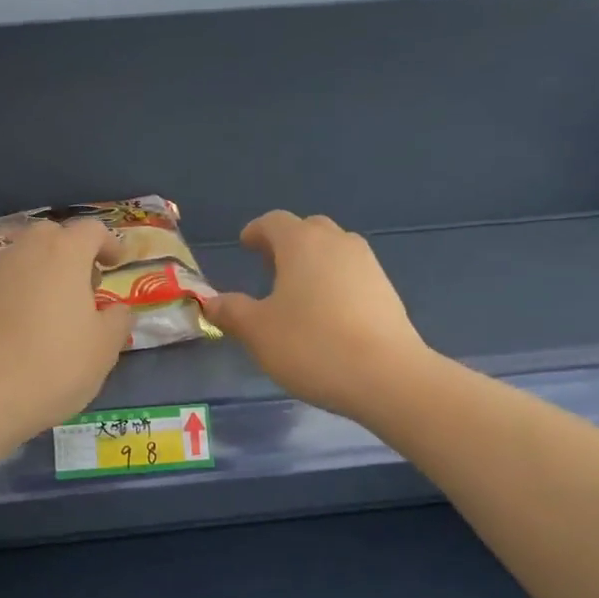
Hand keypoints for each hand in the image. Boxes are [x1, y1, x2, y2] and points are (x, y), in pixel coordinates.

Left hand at [0, 218, 131, 448]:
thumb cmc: (55, 366)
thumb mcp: (104, 348)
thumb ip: (118, 320)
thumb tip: (116, 309)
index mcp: (64, 254)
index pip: (91, 230)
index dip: (109, 243)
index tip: (117, 264)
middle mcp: (26, 252)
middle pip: (53, 235)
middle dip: (73, 251)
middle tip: (87, 284)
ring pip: (26, 257)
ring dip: (46, 271)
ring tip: (60, 308)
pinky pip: (7, 281)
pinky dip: (23, 291)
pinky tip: (29, 326)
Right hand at [202, 211, 430, 420]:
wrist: (386, 375)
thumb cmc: (311, 345)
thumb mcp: (257, 331)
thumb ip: (232, 311)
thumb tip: (211, 301)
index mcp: (302, 243)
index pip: (274, 222)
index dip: (256, 231)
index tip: (245, 244)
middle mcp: (338, 243)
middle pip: (309, 230)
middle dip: (287, 242)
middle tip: (269, 265)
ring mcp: (368, 265)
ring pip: (335, 250)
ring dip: (314, 261)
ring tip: (298, 290)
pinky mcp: (387, 291)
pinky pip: (353, 275)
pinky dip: (335, 282)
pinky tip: (327, 313)